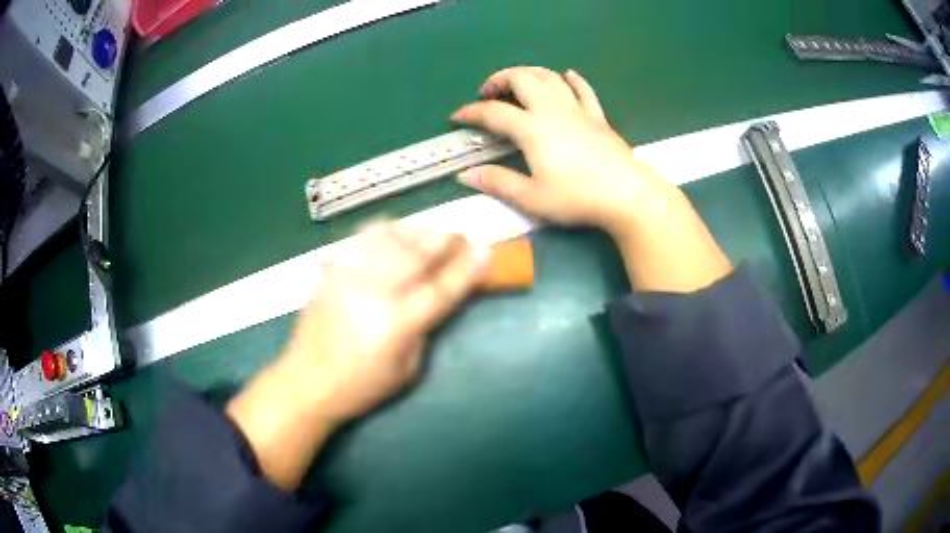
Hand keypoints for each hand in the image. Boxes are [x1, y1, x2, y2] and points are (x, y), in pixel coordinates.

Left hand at [227, 222, 481, 488]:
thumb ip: (425, 328)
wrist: (306, 381)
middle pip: (417, 252)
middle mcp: (373, 291)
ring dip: (417, 231)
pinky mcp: (331, 270)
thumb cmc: (361, 386)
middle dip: (446, 239)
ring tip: (430, 235)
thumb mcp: (407, 370)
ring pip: (390, 236)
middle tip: (462, 237)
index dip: (468, 268)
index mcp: (396, 324)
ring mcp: (348, 275)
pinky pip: (361, 238)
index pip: (441, 288)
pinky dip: (384, 231)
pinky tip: (393, 236)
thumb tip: (437, 296)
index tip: (487, 251)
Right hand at [452, 67, 730, 292]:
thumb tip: (465, 175)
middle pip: (522, 78)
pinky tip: (566, 75)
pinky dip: (571, 79)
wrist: (627, 195)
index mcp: (532, 129)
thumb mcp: (532, 198)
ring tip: (517, 84)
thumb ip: (498, 183)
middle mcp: (552, 110)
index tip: (458, 116)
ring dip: (529, 74)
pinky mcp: (598, 116)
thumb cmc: (577, 198)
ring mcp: (578, 110)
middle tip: (488, 93)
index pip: (494, 112)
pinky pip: (583, 90)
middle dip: (499, 79)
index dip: (472, 112)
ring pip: (550, 77)